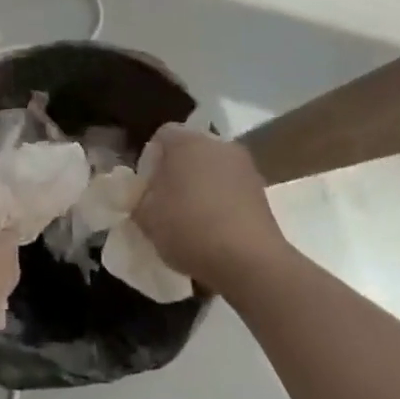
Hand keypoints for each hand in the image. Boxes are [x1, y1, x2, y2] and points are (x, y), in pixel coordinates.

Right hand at [133, 125, 282, 285]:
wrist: (251, 262)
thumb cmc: (189, 229)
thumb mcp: (146, 218)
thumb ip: (137, 200)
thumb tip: (141, 196)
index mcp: (185, 141)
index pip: (161, 136)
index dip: (150, 160)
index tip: (146, 188)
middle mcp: (217, 144)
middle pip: (190, 151)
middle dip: (177, 172)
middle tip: (166, 202)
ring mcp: (244, 166)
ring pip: (213, 170)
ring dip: (202, 187)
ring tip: (193, 219)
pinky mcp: (262, 191)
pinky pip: (232, 189)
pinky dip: (222, 202)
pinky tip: (216, 230)